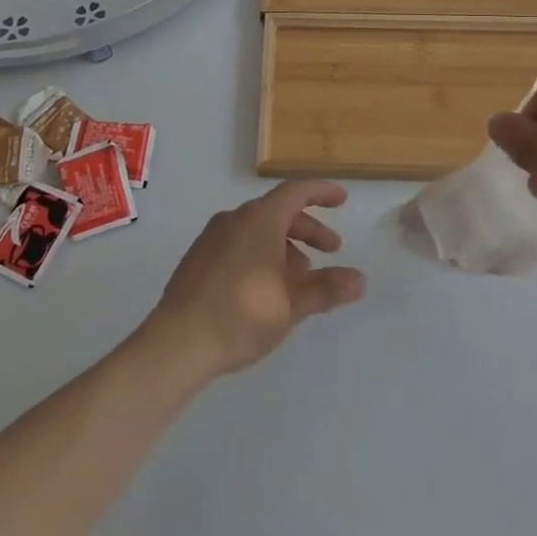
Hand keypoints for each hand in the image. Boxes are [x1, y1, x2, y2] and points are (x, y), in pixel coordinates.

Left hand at [145, 181, 365, 378]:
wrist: (177, 343)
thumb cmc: (241, 316)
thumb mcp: (292, 305)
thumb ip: (326, 289)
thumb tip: (359, 279)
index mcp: (259, 220)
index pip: (296, 192)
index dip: (322, 193)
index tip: (342, 200)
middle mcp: (234, 219)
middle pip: (278, 211)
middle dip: (308, 228)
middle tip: (331, 250)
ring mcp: (212, 237)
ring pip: (257, 229)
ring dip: (284, 246)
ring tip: (299, 278)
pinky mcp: (198, 258)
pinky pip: (238, 243)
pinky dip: (260, 254)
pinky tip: (266, 288)